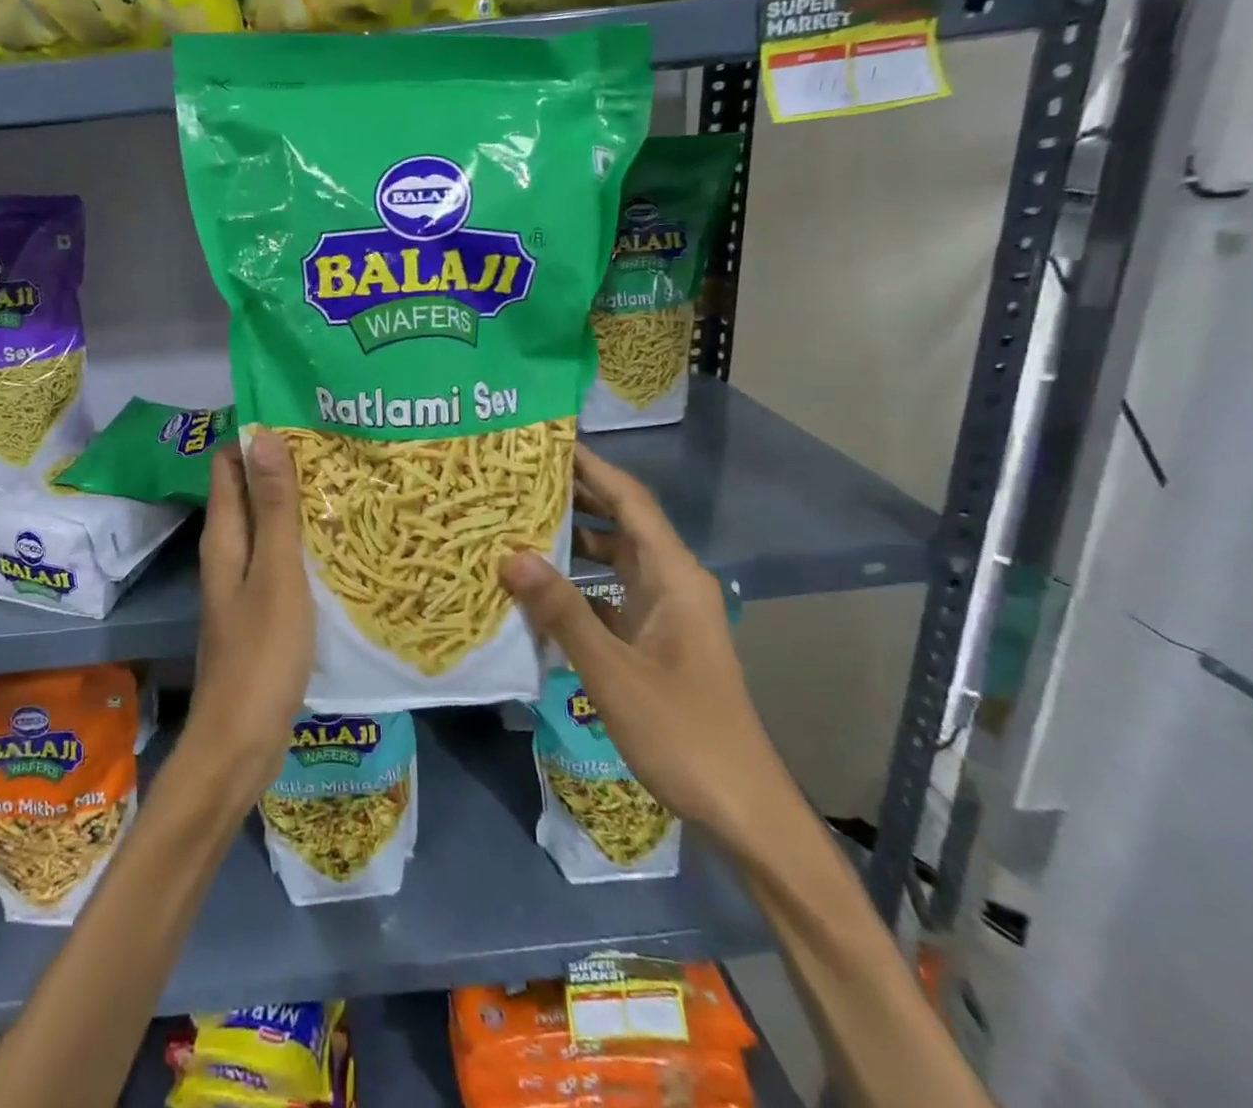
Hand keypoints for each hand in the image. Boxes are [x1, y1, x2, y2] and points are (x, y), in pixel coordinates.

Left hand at [187, 431, 313, 805]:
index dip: (257, 438)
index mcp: (224, 537)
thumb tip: (263, 434)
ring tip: (346, 485)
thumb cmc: (262, 652)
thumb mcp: (277, 573)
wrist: (242, 739)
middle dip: (284, 468)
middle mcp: (227, 553)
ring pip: (267, 528)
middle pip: (249, 493)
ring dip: (296, 505)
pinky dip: (302, 543)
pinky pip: (279, 561)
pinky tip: (338, 545)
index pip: (229, 465)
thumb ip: (274, 508)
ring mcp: (243, 584)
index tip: (302, 419)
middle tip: (337, 448)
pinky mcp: (260, 611)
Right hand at [499, 445, 793, 857]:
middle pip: (620, 523)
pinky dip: (575, 585)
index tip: (546, 442)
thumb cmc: (684, 734)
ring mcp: (662, 613)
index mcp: (675, 576)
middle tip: (515, 479)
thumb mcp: (614, 672)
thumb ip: (563, 612)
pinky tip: (535, 590)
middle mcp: (671, 583)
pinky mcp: (651, 640)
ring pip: (612, 560)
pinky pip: (608, 595)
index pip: (630, 501)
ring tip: (515, 523)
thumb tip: (510, 555)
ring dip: (571, 541)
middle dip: (573, 497)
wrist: (742, 808)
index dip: (592, 467)